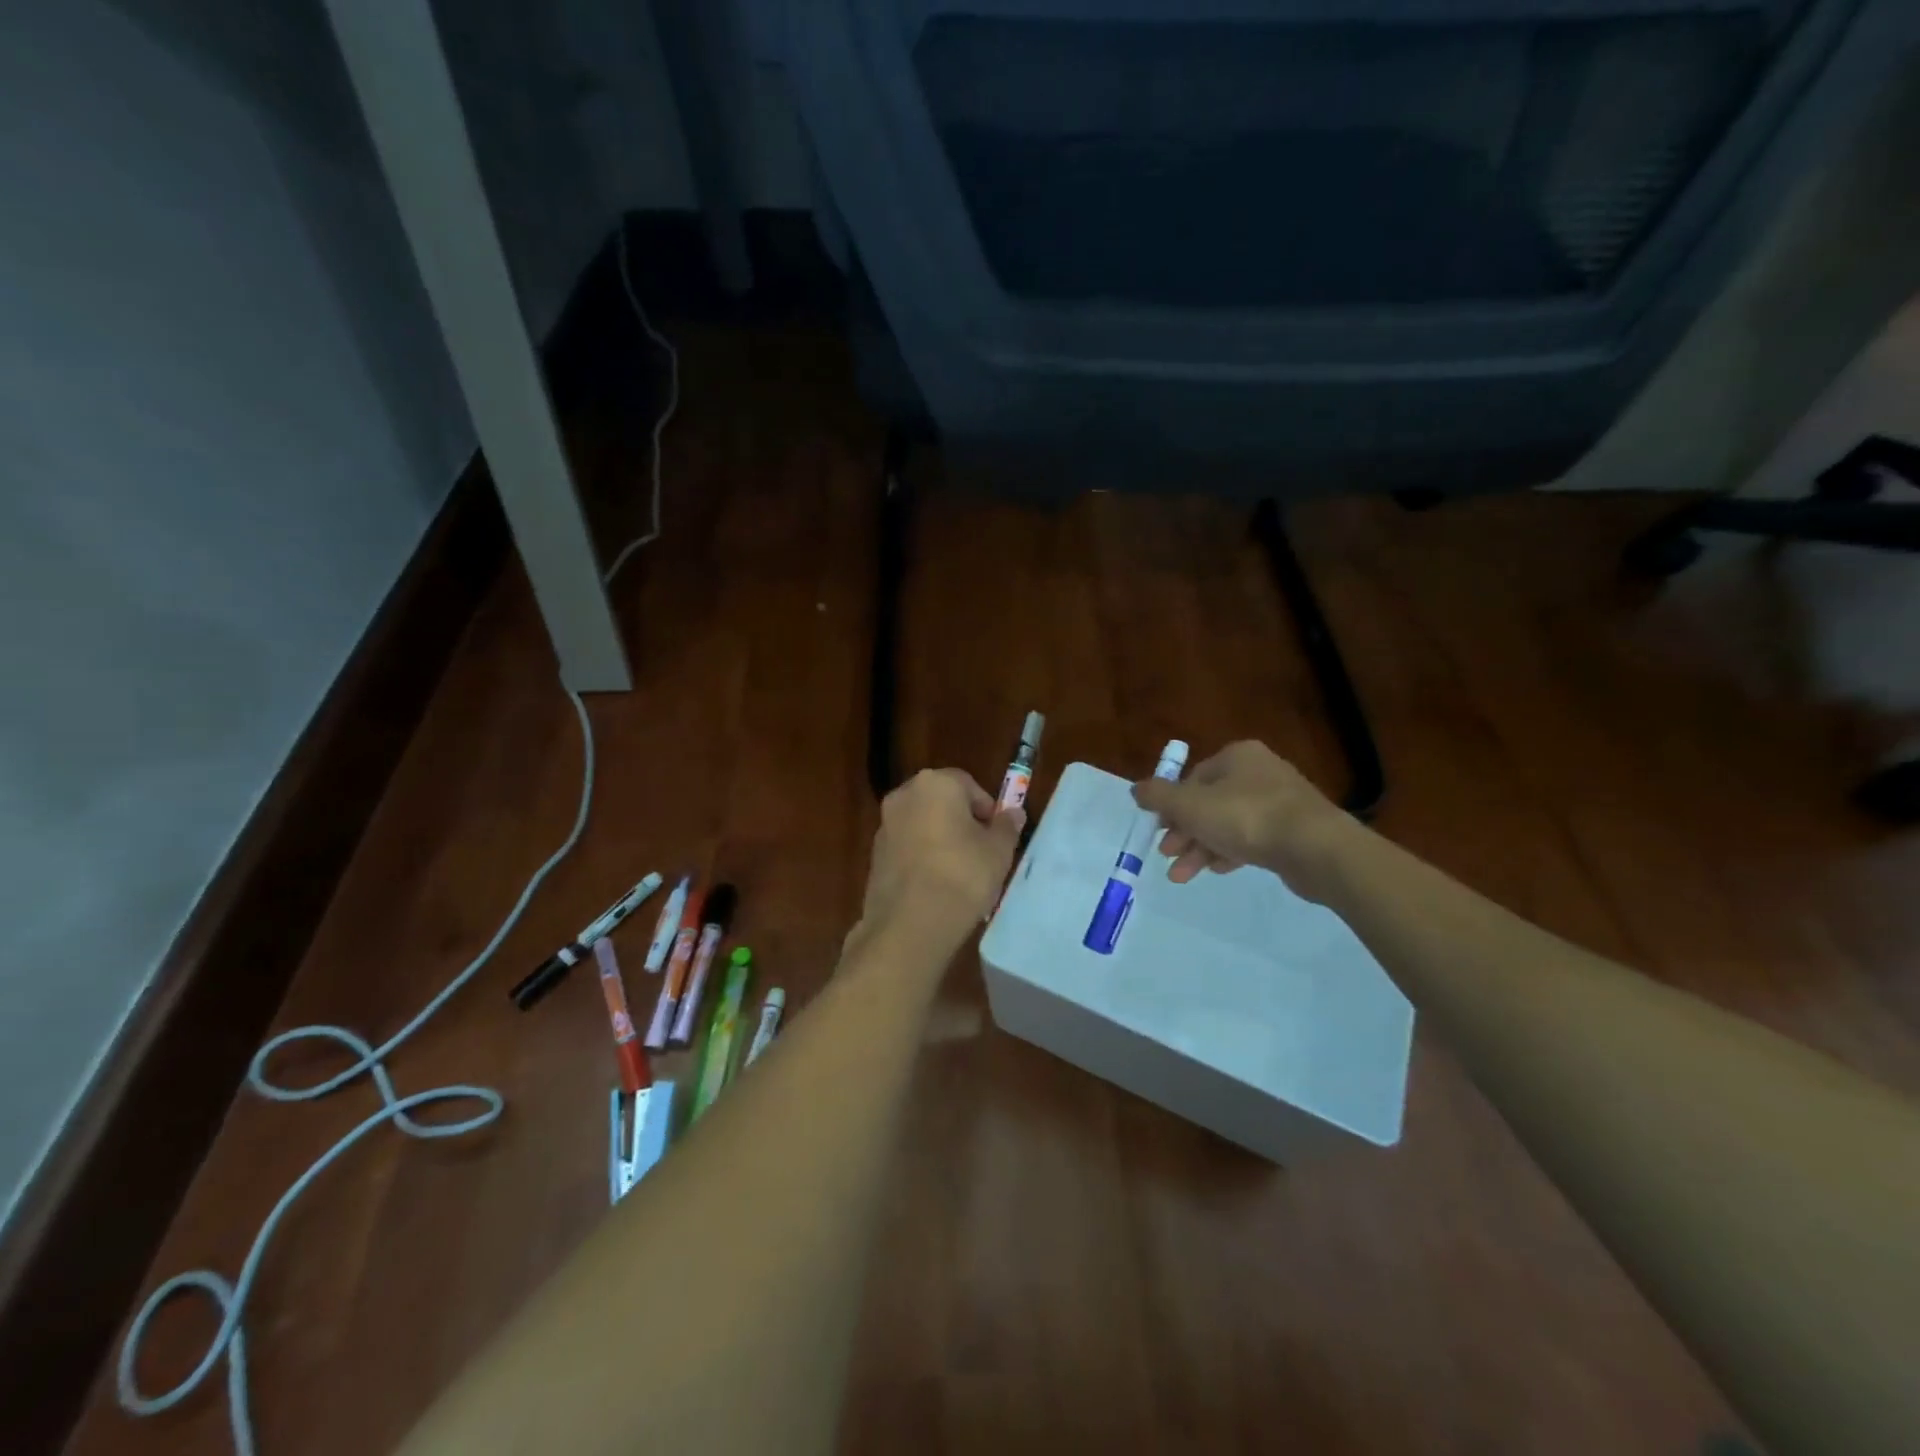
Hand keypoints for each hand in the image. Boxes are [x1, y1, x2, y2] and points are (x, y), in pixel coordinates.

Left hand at [859, 769, 1024, 943]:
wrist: (910, 923)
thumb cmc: (962, 875)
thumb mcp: (998, 851)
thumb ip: (1007, 827)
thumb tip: (1013, 813)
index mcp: (935, 783)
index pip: (968, 785)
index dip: (987, 810)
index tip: (996, 836)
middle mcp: (904, 795)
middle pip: (942, 802)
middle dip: (962, 822)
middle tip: (982, 853)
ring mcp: (884, 825)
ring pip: (923, 825)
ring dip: (941, 840)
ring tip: (960, 875)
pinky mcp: (875, 855)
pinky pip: (908, 848)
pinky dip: (922, 858)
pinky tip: (936, 887)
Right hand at [1131, 741, 1357, 903]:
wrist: (1316, 848)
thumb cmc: (1246, 817)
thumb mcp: (1190, 806)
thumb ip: (1159, 797)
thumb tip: (1136, 788)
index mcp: (1236, 756)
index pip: (1193, 778)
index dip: (1171, 805)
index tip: (1159, 831)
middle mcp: (1259, 771)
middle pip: (1209, 802)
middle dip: (1184, 832)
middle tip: (1168, 855)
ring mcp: (1280, 801)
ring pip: (1228, 823)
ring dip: (1201, 848)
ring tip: (1183, 876)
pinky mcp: (1294, 830)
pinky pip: (1253, 838)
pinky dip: (1230, 852)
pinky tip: (1218, 870)